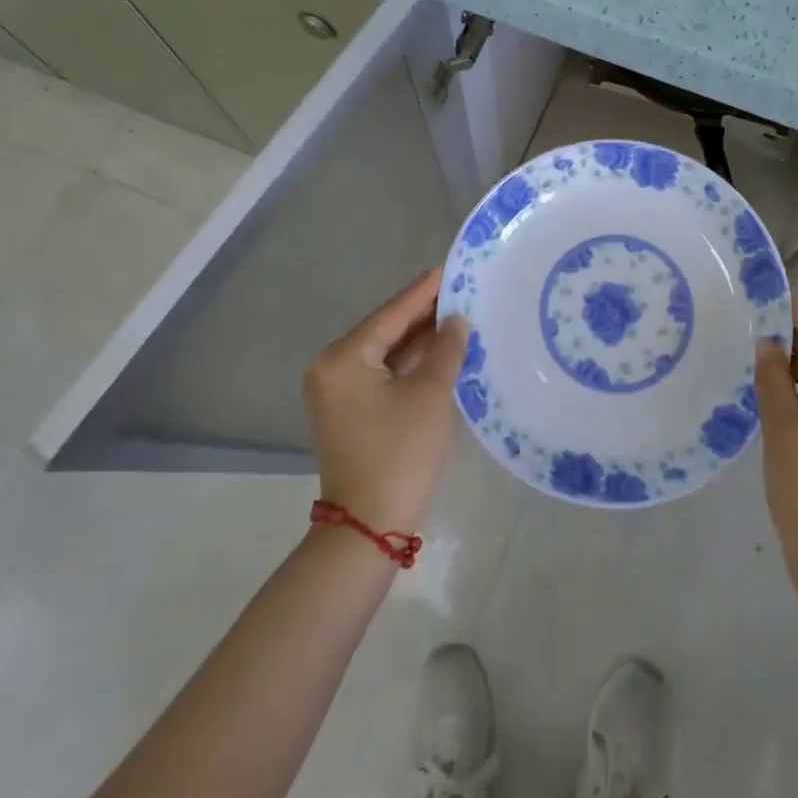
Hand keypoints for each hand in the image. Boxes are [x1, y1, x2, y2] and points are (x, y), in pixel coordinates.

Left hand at [302, 268, 469, 533]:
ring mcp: (339, 391)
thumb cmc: (399, 455)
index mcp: (344, 358)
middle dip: (425, 314)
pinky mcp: (351, 411)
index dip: (425, 291)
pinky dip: (411, 364)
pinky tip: (442, 350)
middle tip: (464, 291)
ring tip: (460, 315)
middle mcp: (333, 368)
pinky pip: (384, 374)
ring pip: (387, 353)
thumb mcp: (430, 396)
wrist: (369, 530)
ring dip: (421, 340)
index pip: (392, 313)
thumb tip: (457, 320)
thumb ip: (445, 349)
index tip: (452, 268)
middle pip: (387, 330)